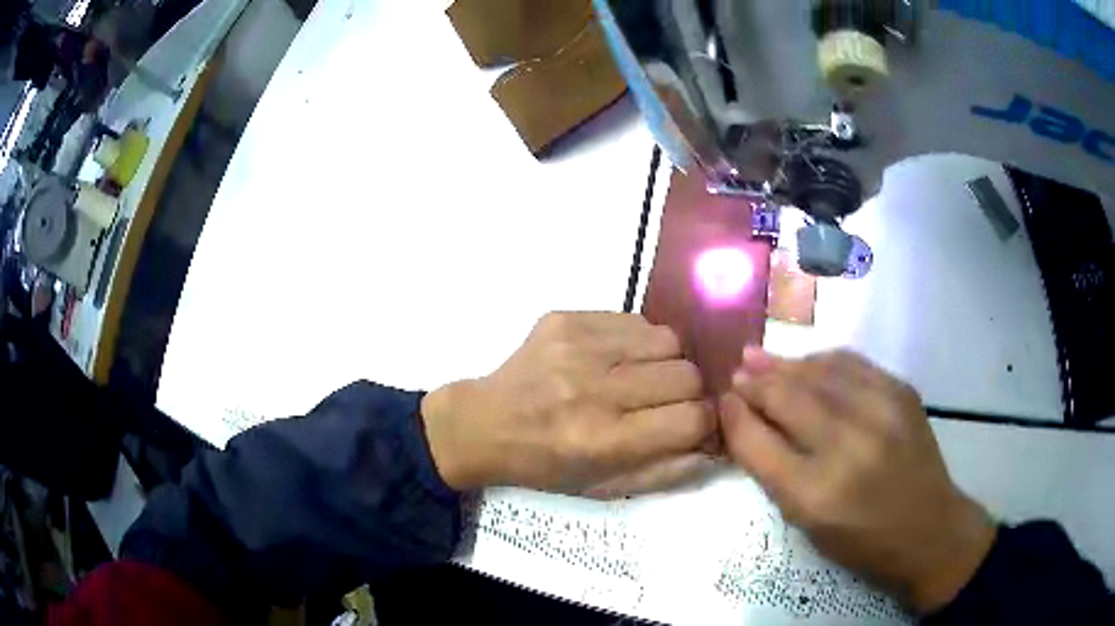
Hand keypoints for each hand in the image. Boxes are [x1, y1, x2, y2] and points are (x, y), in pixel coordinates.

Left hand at [421, 312, 716, 496]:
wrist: (485, 424)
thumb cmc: (545, 465)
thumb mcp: (605, 488)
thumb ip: (667, 473)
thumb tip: (716, 448)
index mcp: (602, 440)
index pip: (691, 419)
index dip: (706, 422)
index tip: (697, 424)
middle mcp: (593, 389)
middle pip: (686, 376)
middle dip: (689, 393)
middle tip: (668, 403)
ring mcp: (578, 347)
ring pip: (668, 340)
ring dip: (667, 362)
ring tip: (643, 378)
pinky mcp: (566, 319)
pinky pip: (635, 320)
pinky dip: (639, 341)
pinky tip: (618, 359)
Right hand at [719, 348, 996, 613]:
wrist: (929, 529)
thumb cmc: (862, 542)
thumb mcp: (808, 525)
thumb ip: (776, 474)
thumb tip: (749, 425)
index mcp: (815, 494)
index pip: (758, 443)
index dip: (735, 417)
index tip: (723, 401)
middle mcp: (847, 447)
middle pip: (787, 398)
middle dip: (755, 383)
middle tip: (737, 373)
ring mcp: (880, 413)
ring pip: (818, 372)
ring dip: (784, 364)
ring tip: (758, 357)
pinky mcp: (901, 393)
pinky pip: (851, 363)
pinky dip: (822, 360)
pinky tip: (807, 362)